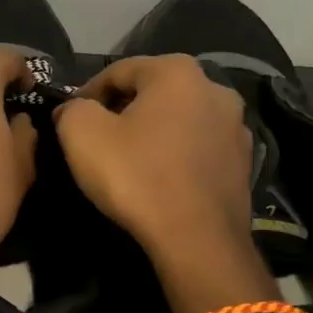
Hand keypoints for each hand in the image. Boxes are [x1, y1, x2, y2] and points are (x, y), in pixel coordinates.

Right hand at [52, 54, 254, 259]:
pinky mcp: (244, 163)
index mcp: (177, 71)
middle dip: (122, 111)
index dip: (86, 93)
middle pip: (152, 92)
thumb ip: (72, 108)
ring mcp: (236, 127)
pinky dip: (175, 156)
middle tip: (96, 139)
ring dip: (151, 132)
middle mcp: (215, 88)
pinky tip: (158, 179)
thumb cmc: (136, 176)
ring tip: (128, 161)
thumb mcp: (81, 133)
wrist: (197, 240)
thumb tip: (75, 109)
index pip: (117, 71)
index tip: (69, 120)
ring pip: (178, 120)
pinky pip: (197, 148)